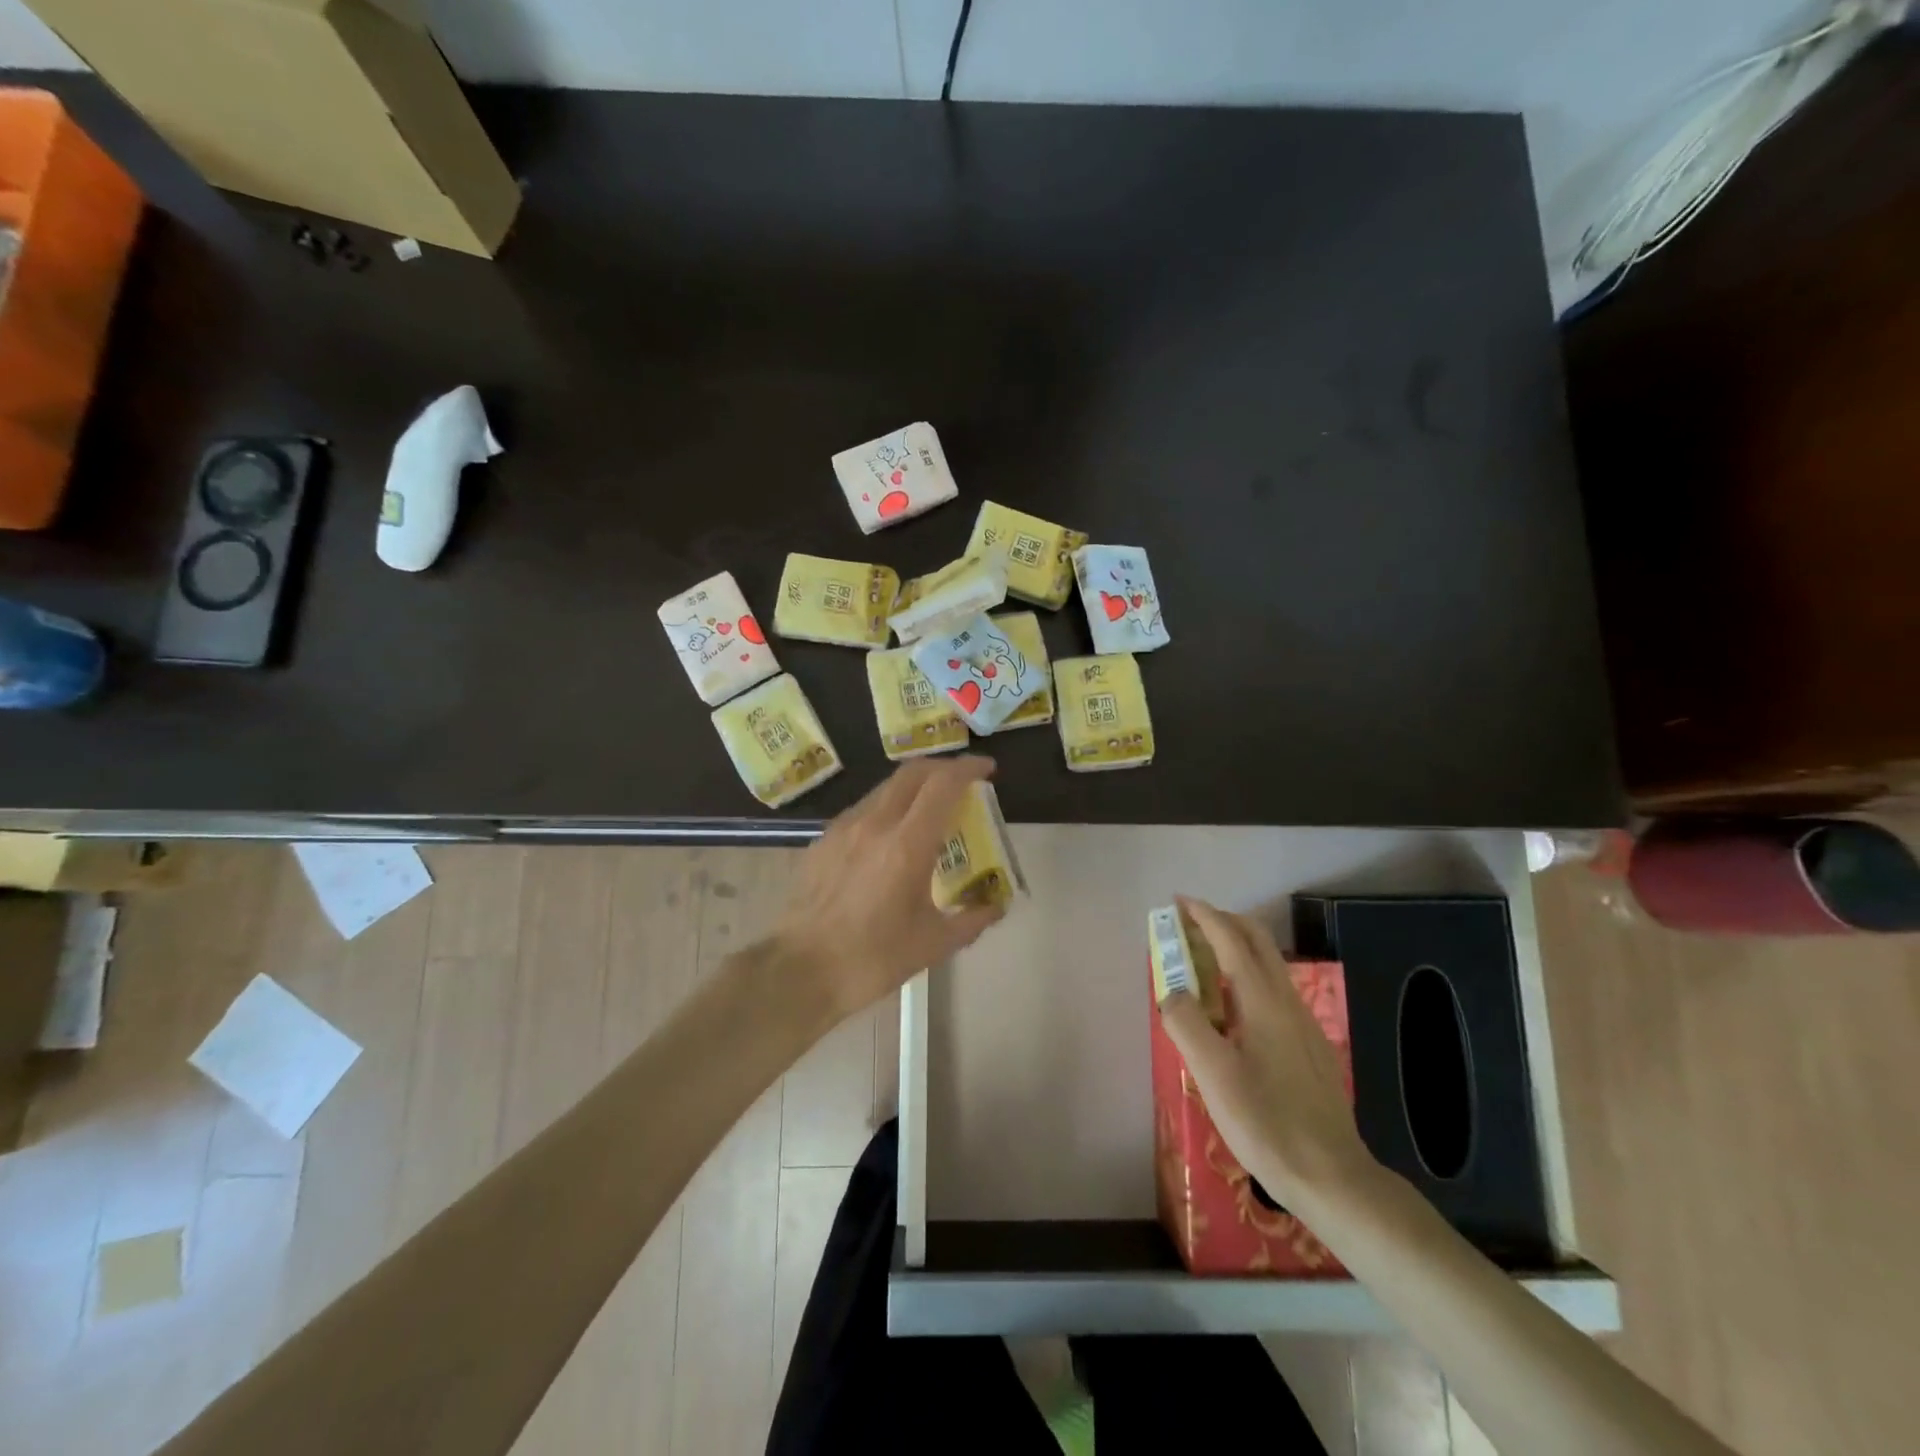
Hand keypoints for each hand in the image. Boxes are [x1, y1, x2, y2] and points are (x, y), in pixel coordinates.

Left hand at [773, 756, 1005, 1019]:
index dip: (968, 768)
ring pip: (885, 788)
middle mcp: (875, 824)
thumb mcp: (933, 944)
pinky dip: (887, 808)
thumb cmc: (871, 959)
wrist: (799, 971)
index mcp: (907, 845)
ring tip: (929, 810)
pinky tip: (891, 837)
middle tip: (963, 783)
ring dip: (914, 787)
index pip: (943, 785)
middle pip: (912, 773)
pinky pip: (863, 809)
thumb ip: (972, 919)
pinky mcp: (823, 840)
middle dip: (942, 768)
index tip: (988, 769)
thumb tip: (996, 904)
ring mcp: (844, 828)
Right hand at [1157, 896, 1376, 1207]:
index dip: (1204, 916)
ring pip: (1269, 964)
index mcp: (1262, 1001)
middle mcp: (1286, 1001)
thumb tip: (1171, 991)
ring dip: (1236, 946)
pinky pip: (1274, 989)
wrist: (1333, 1176)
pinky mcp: (1308, 1045)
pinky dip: (1248, 974)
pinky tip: (1233, 1008)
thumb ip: (1186, 1024)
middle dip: (1224, 921)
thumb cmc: (1267, 1123)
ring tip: (1204, 959)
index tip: (1180, 902)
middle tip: (1190, 923)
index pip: (1231, 941)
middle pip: (1257, 941)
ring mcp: (1303, 1023)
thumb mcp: (1213, 1075)